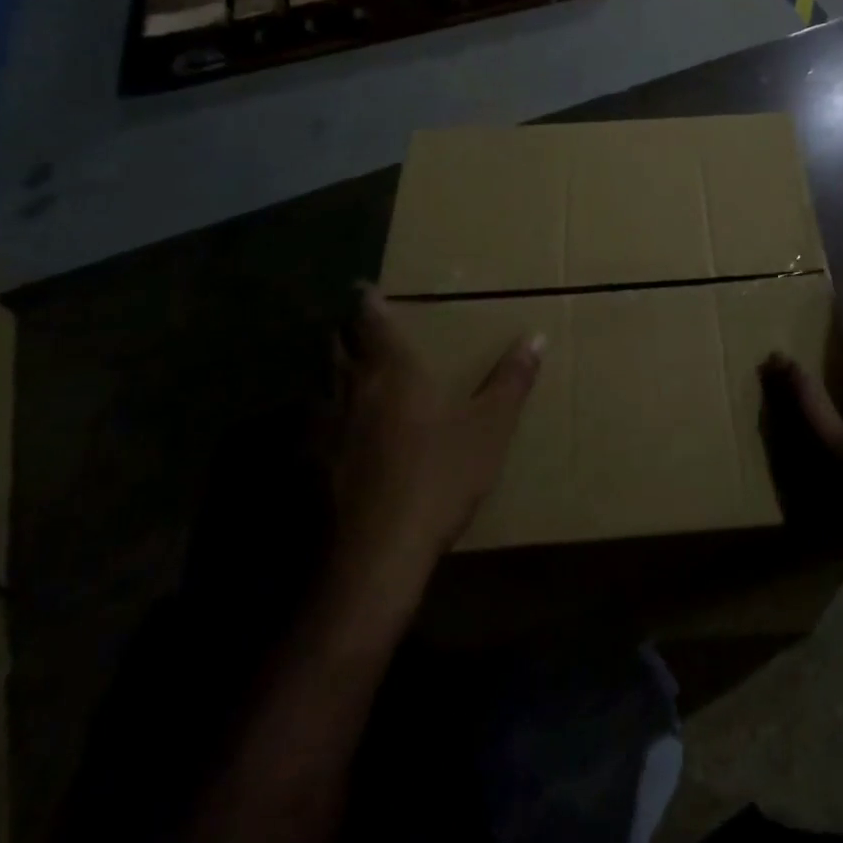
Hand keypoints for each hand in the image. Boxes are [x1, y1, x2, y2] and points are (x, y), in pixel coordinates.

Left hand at [322, 286, 542, 604]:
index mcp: (392, 369)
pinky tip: (333, 430)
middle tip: (360, 327)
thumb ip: (511, 380)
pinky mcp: (305, 464)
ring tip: (348, 371)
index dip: (367, 300)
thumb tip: (536, 337)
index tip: (365, 287)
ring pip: (318, 381)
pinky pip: (308, 422)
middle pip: (335, 343)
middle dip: (345, 330)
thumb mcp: (489, 429)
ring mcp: (320, 426)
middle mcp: (348, 386)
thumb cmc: (438, 478)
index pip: (370, 318)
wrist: (376, 555)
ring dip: (330, 368)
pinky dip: (320, 412)